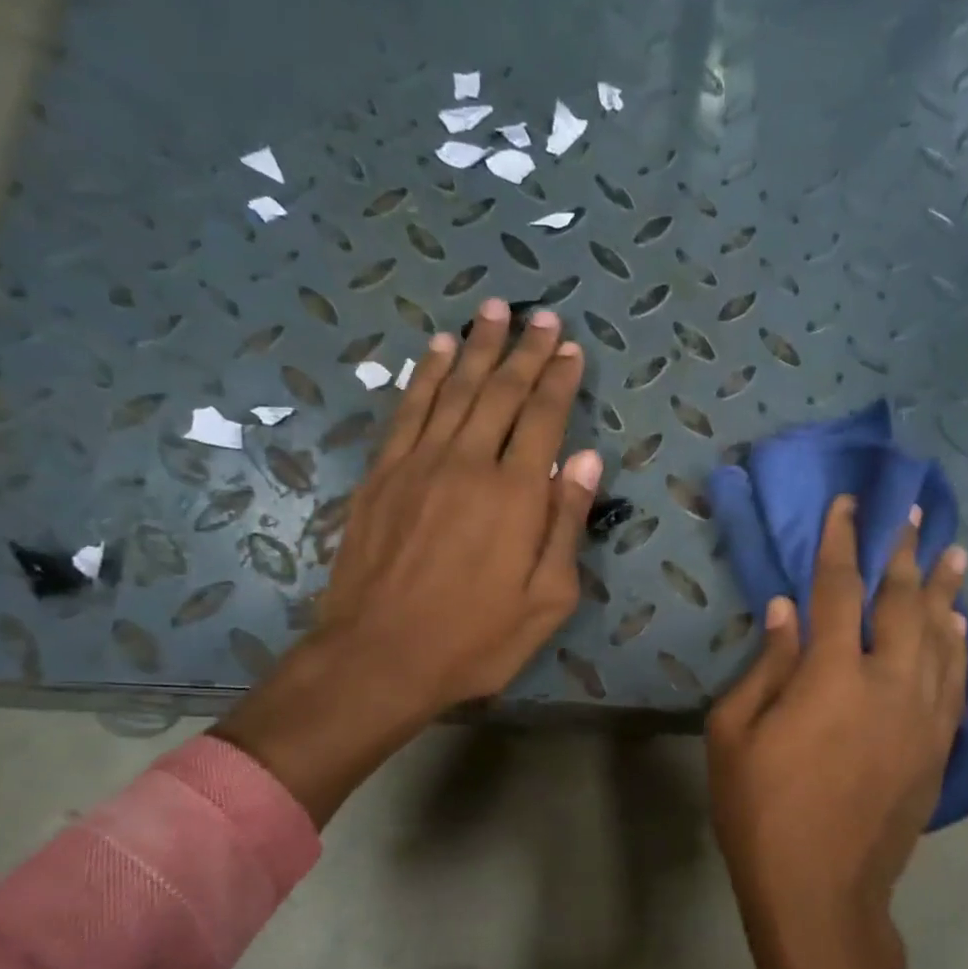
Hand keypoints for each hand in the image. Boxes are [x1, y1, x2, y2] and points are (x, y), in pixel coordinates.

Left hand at [215, 299, 602, 823]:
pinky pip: (407, 411)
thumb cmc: (476, 639)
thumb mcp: (547, 598)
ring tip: (493, 311)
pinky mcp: (382, 476)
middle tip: (541, 315)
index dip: (558, 379)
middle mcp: (467, 463)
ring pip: (452, 389)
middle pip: (499, 392)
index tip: (570, 347)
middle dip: (524, 350)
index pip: (542, 418)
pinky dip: (423, 375)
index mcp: (515, 494)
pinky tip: (434, 351)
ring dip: (475, 347)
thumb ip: (566, 525)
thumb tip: (587, 462)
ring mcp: (418, 464)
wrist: (379, 657)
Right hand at [707, 495, 967, 968]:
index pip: (839, 590)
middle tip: (914, 514)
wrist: (822, 892)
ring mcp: (922, 717)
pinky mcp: (937, 748)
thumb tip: (787, 610)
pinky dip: (960, 649)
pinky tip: (962, 628)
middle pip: (903, 603)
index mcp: (831, 675)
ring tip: (952, 554)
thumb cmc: (761, 812)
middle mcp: (888, 684)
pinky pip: (956, 683)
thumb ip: (765, 665)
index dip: (842, 542)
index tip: (849, 506)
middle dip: (905, 553)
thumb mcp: (734, 734)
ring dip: (945, 592)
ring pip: (942, 638)